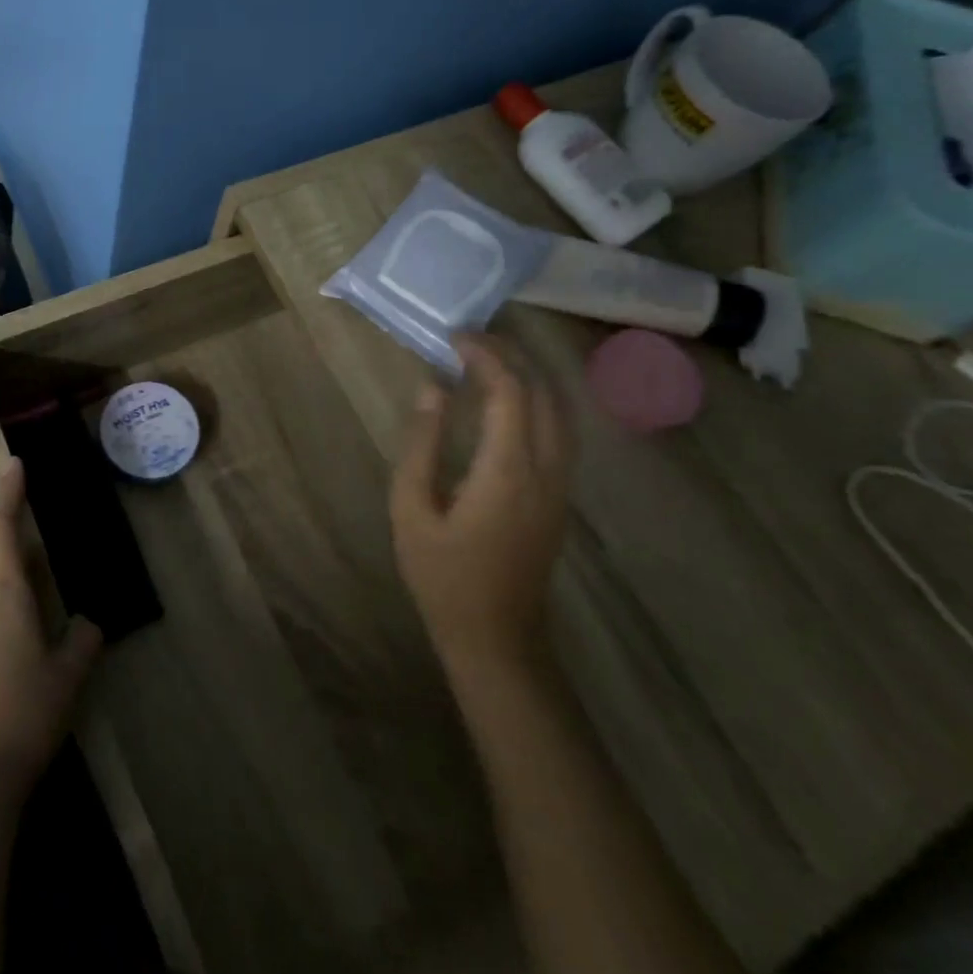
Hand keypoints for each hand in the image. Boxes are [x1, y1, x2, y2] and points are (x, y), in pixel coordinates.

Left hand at [0, 459, 103, 805]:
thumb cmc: (26, 717)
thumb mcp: (70, 677)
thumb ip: (83, 639)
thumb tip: (86, 623)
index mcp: (4, 598)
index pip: (2, 530)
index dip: (9, 493)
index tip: (14, 463)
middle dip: (21, 558)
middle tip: (52, 574)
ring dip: (13, 597)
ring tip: (42, 632)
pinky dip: (0, 625)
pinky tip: (18, 665)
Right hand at [390, 333, 573, 684]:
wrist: (494, 636)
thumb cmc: (442, 575)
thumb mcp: (411, 509)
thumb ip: (421, 445)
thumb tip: (431, 389)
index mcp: (507, 471)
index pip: (510, 392)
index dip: (486, 356)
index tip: (454, 337)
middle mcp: (546, 470)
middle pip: (544, 394)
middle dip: (512, 357)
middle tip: (470, 340)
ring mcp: (560, 485)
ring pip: (561, 412)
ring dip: (530, 377)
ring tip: (490, 360)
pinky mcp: (560, 497)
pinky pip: (560, 432)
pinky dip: (538, 401)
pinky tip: (509, 402)